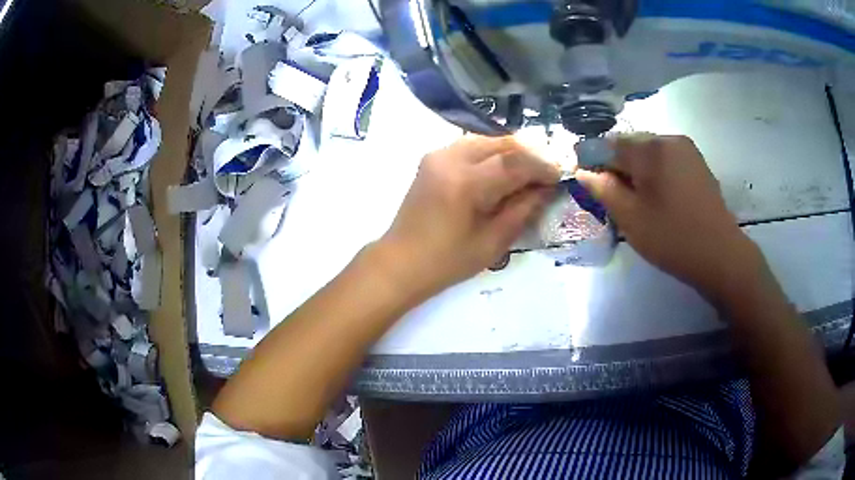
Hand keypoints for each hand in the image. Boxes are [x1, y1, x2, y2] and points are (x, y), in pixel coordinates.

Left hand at [378, 135, 559, 296]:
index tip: (560, 176)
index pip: (515, 161)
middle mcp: (450, 158)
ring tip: (530, 174)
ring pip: (489, 140)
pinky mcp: (434, 157)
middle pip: (503, 143)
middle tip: (548, 173)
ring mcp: (439, 154)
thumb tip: (546, 188)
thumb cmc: (446, 262)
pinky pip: (473, 146)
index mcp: (464, 183)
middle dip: (531, 156)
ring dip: (513, 153)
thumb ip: (523, 210)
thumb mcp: (492, 242)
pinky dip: (494, 154)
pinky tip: (504, 172)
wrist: (400, 261)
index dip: (542, 166)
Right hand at [575, 134, 760, 298]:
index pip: (609, 146)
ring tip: (639, 200)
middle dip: (618, 166)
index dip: (594, 162)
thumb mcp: (631, 218)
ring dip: (638, 170)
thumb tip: (583, 172)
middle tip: (616, 197)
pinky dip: (656, 172)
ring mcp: (686, 149)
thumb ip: (604, 190)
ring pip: (650, 152)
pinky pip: (667, 159)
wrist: (721, 255)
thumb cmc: (673, 238)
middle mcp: (668, 139)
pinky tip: (660, 197)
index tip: (589, 183)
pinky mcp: (698, 163)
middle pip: (631, 145)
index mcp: (650, 149)